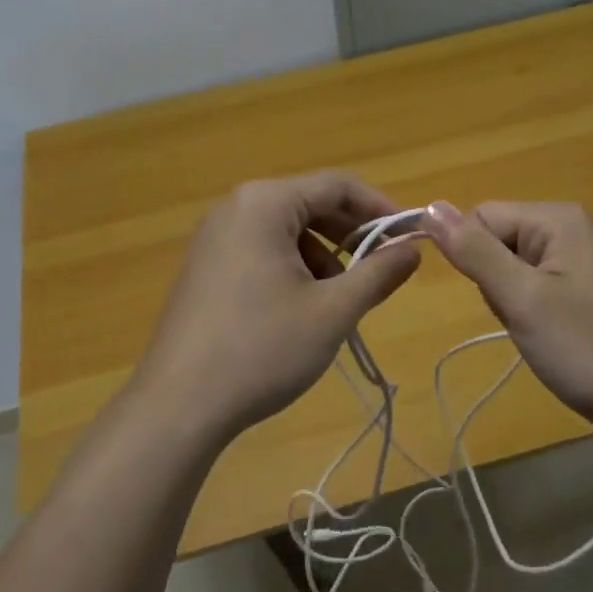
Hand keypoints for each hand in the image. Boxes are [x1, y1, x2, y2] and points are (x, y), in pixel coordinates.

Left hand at [134, 172, 421, 445]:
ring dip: (324, 256)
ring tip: (341, 300)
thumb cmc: (263, 348)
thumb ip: (379, 274)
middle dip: (352, 235)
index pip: (337, 185)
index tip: (411, 239)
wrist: (179, 405)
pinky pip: (262, 251)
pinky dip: (293, 269)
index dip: (380, 208)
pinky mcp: (204, 268)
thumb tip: (413, 250)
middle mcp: (235, 208)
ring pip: (287, 231)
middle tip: (382, 270)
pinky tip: (303, 310)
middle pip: (310, 204)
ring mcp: (214, 238)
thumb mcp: (333, 311)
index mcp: (264, 203)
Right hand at [423, 200, 592, 435]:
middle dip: (495, 281)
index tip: (499, 298)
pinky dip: (531, 309)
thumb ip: (475, 251)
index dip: (473, 257)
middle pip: (498, 239)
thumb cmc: (584, 348)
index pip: (481, 216)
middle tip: (524, 317)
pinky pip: (536, 284)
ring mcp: (581, 256)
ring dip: (511, 299)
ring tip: (540, 329)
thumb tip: (430, 207)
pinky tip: (551, 334)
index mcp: (557, 218)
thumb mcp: (521, 298)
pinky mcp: (585, 285)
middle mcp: (570, 226)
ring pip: (512, 266)